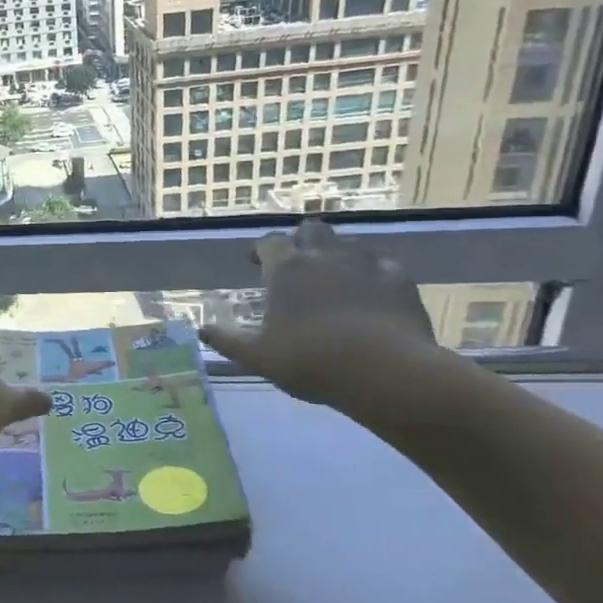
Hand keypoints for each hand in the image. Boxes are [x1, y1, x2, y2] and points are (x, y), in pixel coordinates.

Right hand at [198, 220, 437, 406]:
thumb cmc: (310, 361)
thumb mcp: (258, 357)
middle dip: (302, 241)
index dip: (261, 250)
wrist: (384, 372)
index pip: (268, 242)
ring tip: (335, 278)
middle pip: (310, 230)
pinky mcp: (399, 279)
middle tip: (297, 265)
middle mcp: (323, 255)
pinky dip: (374, 273)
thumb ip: (229, 340)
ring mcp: (365, 263)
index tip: (256, 263)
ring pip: (348, 243)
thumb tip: (203, 329)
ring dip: (338, 254)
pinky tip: (372, 292)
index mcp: (286, 269)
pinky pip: (383, 265)